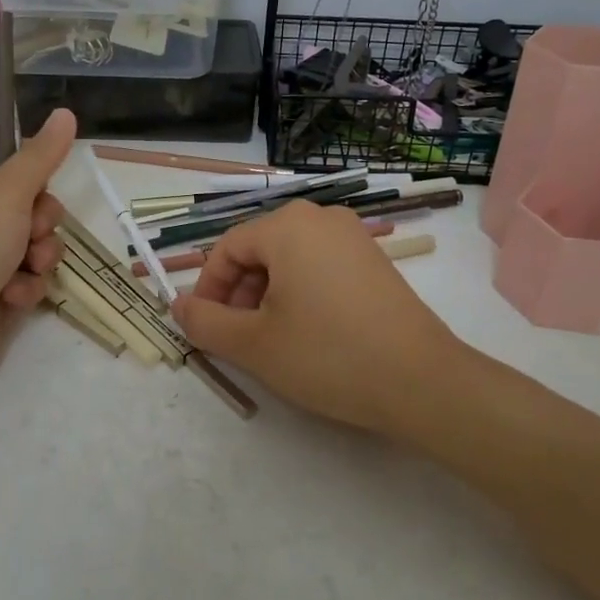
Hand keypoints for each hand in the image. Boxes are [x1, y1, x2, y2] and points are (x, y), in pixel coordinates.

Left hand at [0, 109, 77, 405]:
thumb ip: (40, 157)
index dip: (24, 174)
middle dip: (39, 221)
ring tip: (27, 268)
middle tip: (33, 231)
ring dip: (39, 255)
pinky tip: (15, 297)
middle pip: (23, 205)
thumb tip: (66, 112)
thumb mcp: (5, 194)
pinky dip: (26, 286)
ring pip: (30, 244)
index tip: (37, 184)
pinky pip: (24, 279)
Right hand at [169, 200, 465, 435]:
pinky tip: (307, 332)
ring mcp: (353, 236)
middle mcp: (321, 217)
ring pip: (289, 259)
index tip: (204, 327)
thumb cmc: (328, 355)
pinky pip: (320, 266)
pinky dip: (300, 293)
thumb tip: (177, 305)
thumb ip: (205, 322)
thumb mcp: (254, 344)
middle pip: (259, 249)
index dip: (208, 288)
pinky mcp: (374, 260)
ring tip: (270, 339)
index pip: (227, 248)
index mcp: (287, 225)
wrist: (422, 381)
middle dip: (239, 292)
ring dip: (267, 295)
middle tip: (236, 337)